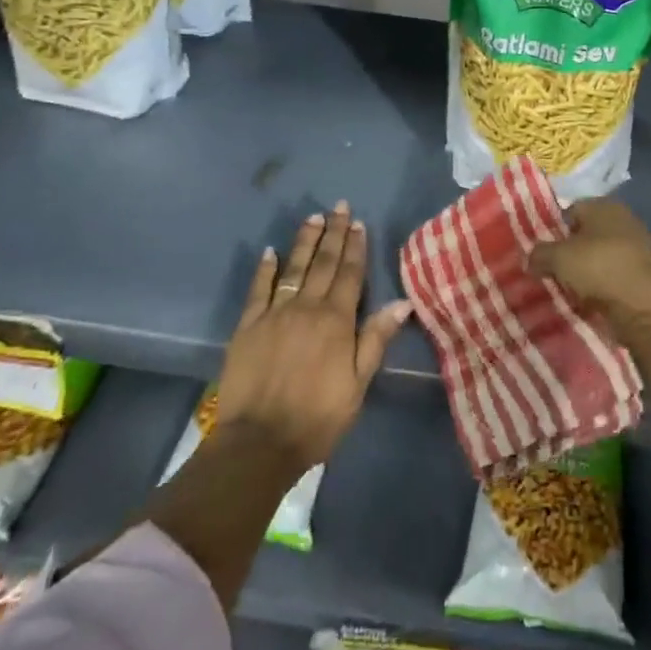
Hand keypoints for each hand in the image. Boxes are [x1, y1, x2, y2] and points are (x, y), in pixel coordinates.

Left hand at [216, 202, 410, 473]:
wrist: (259, 442)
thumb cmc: (317, 417)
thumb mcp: (358, 383)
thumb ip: (376, 338)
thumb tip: (402, 302)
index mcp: (336, 320)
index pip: (349, 274)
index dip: (355, 247)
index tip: (358, 222)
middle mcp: (306, 308)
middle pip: (323, 263)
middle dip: (333, 233)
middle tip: (338, 206)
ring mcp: (274, 314)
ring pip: (293, 269)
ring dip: (304, 241)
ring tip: (313, 218)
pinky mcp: (247, 326)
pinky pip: (258, 289)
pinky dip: (265, 268)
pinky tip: (270, 251)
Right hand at [528, 199, 650, 350]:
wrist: (643, 306)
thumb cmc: (599, 268)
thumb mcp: (558, 257)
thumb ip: (539, 253)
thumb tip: (529, 257)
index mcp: (604, 206)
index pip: (571, 210)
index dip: (553, 228)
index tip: (540, 250)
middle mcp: (624, 220)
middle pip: (586, 234)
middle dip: (569, 251)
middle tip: (549, 270)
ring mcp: (638, 248)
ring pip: (600, 257)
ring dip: (585, 271)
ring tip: (565, 288)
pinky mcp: (644, 275)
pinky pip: (613, 277)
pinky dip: (600, 287)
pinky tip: (586, 300)